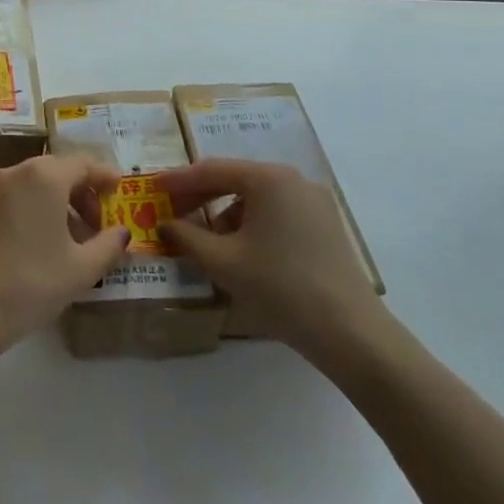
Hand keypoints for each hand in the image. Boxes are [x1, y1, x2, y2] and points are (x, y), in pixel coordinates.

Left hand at [0, 155, 130, 362]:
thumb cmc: (30, 284)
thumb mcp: (81, 270)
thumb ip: (108, 246)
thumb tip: (122, 233)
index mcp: (43, 177)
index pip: (83, 164)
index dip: (105, 176)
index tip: (120, 191)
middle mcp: (14, 173)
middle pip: (56, 171)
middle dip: (81, 194)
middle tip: (98, 226)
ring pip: (33, 185)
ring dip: (57, 204)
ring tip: (71, 242)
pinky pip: (12, 199)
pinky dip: (32, 211)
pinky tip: (38, 246)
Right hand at [158, 159, 383, 364]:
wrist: (350, 333)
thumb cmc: (279, 287)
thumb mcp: (222, 262)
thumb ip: (187, 237)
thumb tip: (165, 224)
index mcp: (268, 179)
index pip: (211, 170)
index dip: (178, 180)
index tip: (152, 189)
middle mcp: (293, 180)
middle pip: (235, 179)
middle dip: (201, 196)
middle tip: (173, 213)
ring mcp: (314, 202)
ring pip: (256, 198)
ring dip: (225, 213)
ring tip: (206, 241)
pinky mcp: (325, 225)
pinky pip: (276, 212)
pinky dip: (251, 224)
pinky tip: (241, 251)